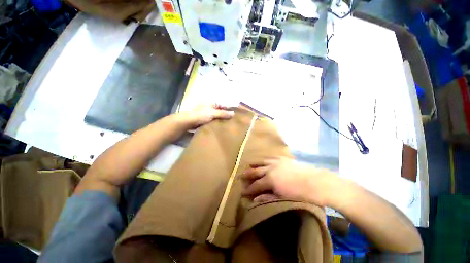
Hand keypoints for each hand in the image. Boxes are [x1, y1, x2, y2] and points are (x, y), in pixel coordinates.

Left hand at [179, 104, 234, 128]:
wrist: (188, 122)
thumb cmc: (201, 115)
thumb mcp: (213, 113)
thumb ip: (223, 113)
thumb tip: (233, 113)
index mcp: (212, 103)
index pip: (224, 105)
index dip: (230, 109)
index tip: (236, 114)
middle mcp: (211, 107)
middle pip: (221, 110)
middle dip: (226, 115)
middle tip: (234, 121)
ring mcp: (208, 113)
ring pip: (218, 116)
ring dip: (222, 119)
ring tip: (229, 125)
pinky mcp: (206, 119)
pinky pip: (214, 120)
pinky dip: (218, 123)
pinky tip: (222, 127)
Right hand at [241, 157, 338, 206]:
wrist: (316, 182)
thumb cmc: (300, 193)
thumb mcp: (282, 197)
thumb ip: (268, 197)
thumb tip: (255, 199)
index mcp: (270, 179)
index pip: (256, 185)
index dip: (249, 189)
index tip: (243, 192)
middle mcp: (270, 168)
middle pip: (255, 171)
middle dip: (248, 174)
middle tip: (241, 176)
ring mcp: (276, 162)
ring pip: (261, 162)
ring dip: (254, 164)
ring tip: (249, 165)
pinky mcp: (282, 159)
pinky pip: (270, 157)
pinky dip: (264, 159)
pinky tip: (263, 160)